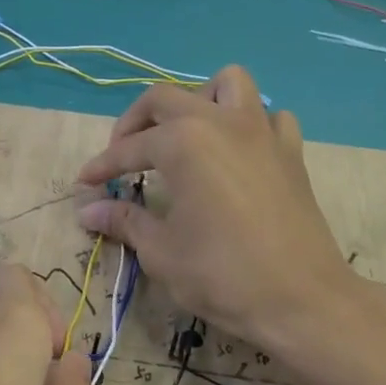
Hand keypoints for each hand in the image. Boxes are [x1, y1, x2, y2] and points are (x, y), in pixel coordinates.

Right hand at [75, 67, 356, 355]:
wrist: (301, 300)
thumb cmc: (222, 275)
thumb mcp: (161, 251)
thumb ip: (125, 221)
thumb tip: (88, 212)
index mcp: (183, 142)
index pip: (129, 147)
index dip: (102, 166)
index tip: (84, 183)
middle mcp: (221, 122)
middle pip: (166, 98)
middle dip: (136, 122)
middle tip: (123, 156)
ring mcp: (262, 132)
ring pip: (228, 85)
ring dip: (199, 100)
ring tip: (185, 136)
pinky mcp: (291, 151)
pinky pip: (270, 117)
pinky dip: (250, 124)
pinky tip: (238, 153)